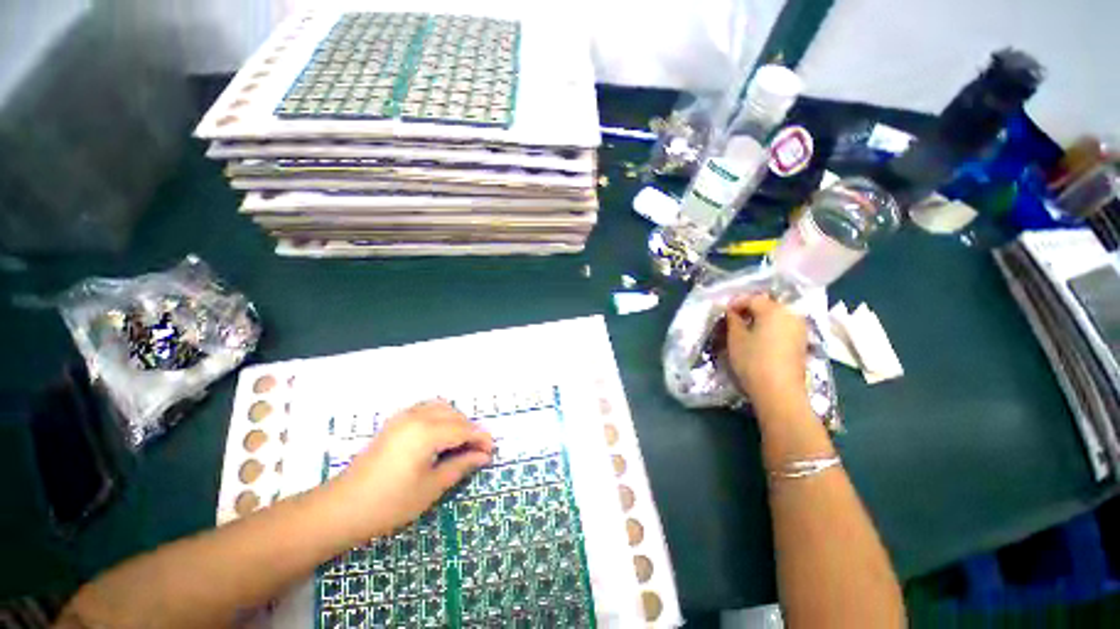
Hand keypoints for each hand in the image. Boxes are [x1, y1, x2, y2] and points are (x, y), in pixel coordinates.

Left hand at [330, 400, 493, 539]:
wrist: (341, 508)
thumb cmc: (389, 503)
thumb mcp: (430, 488)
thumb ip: (460, 466)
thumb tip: (483, 456)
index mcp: (428, 432)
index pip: (465, 429)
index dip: (481, 439)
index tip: (492, 451)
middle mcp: (417, 416)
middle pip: (455, 415)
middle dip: (471, 429)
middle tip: (478, 451)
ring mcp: (403, 417)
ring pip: (441, 407)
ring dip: (456, 420)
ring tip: (461, 442)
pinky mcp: (394, 422)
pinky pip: (426, 408)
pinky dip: (440, 416)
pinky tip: (440, 434)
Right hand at [726, 294, 808, 412]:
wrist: (779, 391)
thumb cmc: (753, 361)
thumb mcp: (736, 338)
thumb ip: (733, 320)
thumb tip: (732, 312)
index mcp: (774, 310)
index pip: (752, 298)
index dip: (736, 303)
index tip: (724, 311)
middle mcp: (791, 315)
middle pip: (767, 305)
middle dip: (749, 309)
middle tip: (733, 319)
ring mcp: (799, 329)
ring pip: (777, 316)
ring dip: (760, 319)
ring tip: (745, 329)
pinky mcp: (802, 343)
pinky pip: (783, 327)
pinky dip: (770, 328)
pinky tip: (759, 339)